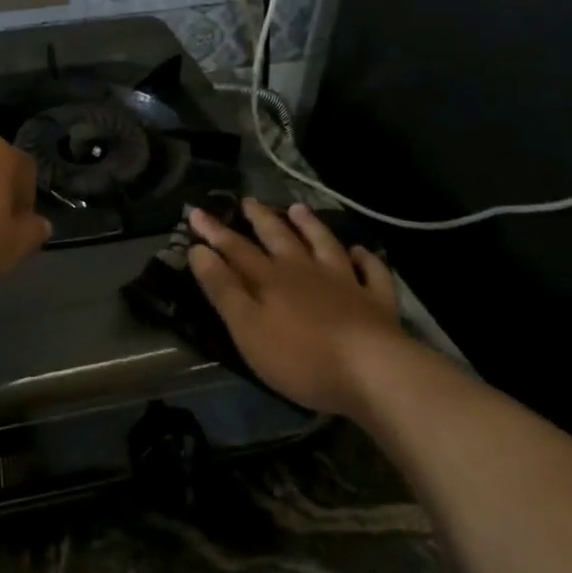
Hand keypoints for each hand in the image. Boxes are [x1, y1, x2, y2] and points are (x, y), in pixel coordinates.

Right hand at [188, 199, 414, 416]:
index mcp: (270, 279)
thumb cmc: (300, 356)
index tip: (196, 211)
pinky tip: (362, 252)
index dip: (214, 231)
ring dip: (310, 226)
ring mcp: (344, 283)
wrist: (373, 371)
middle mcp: (305, 271)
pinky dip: (366, 259)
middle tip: (248, 201)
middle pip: (279, 238)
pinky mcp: (376, 302)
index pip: (235, 249)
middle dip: (261, 219)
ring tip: (298, 209)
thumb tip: (198, 250)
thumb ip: (223, 289)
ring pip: (324, 245)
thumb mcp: (247, 327)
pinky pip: (372, 273)